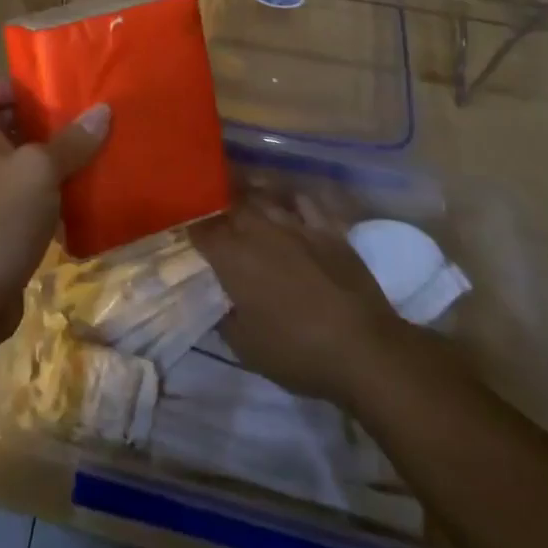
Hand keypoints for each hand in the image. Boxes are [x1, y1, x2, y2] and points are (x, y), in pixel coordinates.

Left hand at [0, 80, 108, 346]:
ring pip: (12, 165)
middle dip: (37, 123)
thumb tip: (103, 110)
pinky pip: (17, 198)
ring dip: (44, 162)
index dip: (8, 85)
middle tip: (77, 121)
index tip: (46, 91)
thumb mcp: (40, 171)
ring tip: (85, 156)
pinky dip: (42, 196)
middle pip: (0, 126)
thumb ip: (72, 141)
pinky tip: (76, 200)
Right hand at [190, 204, 409, 404]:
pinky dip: (288, 198)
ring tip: (239, 196)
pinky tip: (284, 201)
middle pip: (228, 204)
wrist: (363, 349)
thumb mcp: (245, 347)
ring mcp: (293, 223)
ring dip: (246, 196)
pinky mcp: (325, 227)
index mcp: (231, 255)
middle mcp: (257, 229)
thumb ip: (223, 316)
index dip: (188, 228)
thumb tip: (216, 299)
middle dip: (215, 206)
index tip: (184, 232)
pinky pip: (301, 201)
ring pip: (261, 196)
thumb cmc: (297, 351)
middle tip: (210, 214)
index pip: (199, 229)